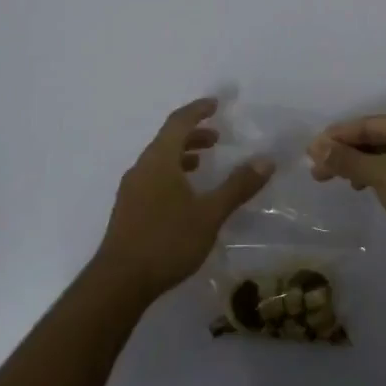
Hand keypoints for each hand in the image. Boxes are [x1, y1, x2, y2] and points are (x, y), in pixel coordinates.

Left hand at [94, 98, 274, 301]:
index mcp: (159, 160)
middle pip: (167, 140)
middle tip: (217, 138)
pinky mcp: (128, 209)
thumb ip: (237, 186)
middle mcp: (141, 168)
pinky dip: (172, 174)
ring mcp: (131, 189)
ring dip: (182, 155)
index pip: (179, 122)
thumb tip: (266, 159)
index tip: (216, 104)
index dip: (198, 110)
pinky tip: (184, 197)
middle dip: (193, 134)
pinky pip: (152, 177)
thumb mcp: (209, 214)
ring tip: (203, 164)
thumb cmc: (167, 241)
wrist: (119, 281)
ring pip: (159, 161)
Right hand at [308, 113, 385, 281]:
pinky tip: (361, 189)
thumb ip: (348, 160)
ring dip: (357, 166)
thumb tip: (316, 146)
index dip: (337, 136)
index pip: (368, 124)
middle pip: (375, 139)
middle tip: (316, 170)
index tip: (310, 151)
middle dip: (345, 152)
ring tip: (332, 180)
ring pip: (384, 157)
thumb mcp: (383, 176)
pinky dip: (375, 178)